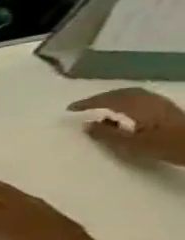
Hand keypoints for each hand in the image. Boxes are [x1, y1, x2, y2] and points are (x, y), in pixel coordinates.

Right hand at [70, 89, 184, 164]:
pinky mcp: (170, 111)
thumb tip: (87, 125)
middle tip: (86, 104)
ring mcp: (163, 105)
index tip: (70, 109)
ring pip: (135, 96)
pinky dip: (129, 103)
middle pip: (124, 93)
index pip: (109, 100)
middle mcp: (151, 101)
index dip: (88, 103)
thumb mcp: (131, 144)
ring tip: (103, 107)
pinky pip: (144, 100)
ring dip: (116, 99)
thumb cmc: (166, 146)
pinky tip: (126, 113)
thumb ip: (107, 134)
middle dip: (103, 97)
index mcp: (139, 107)